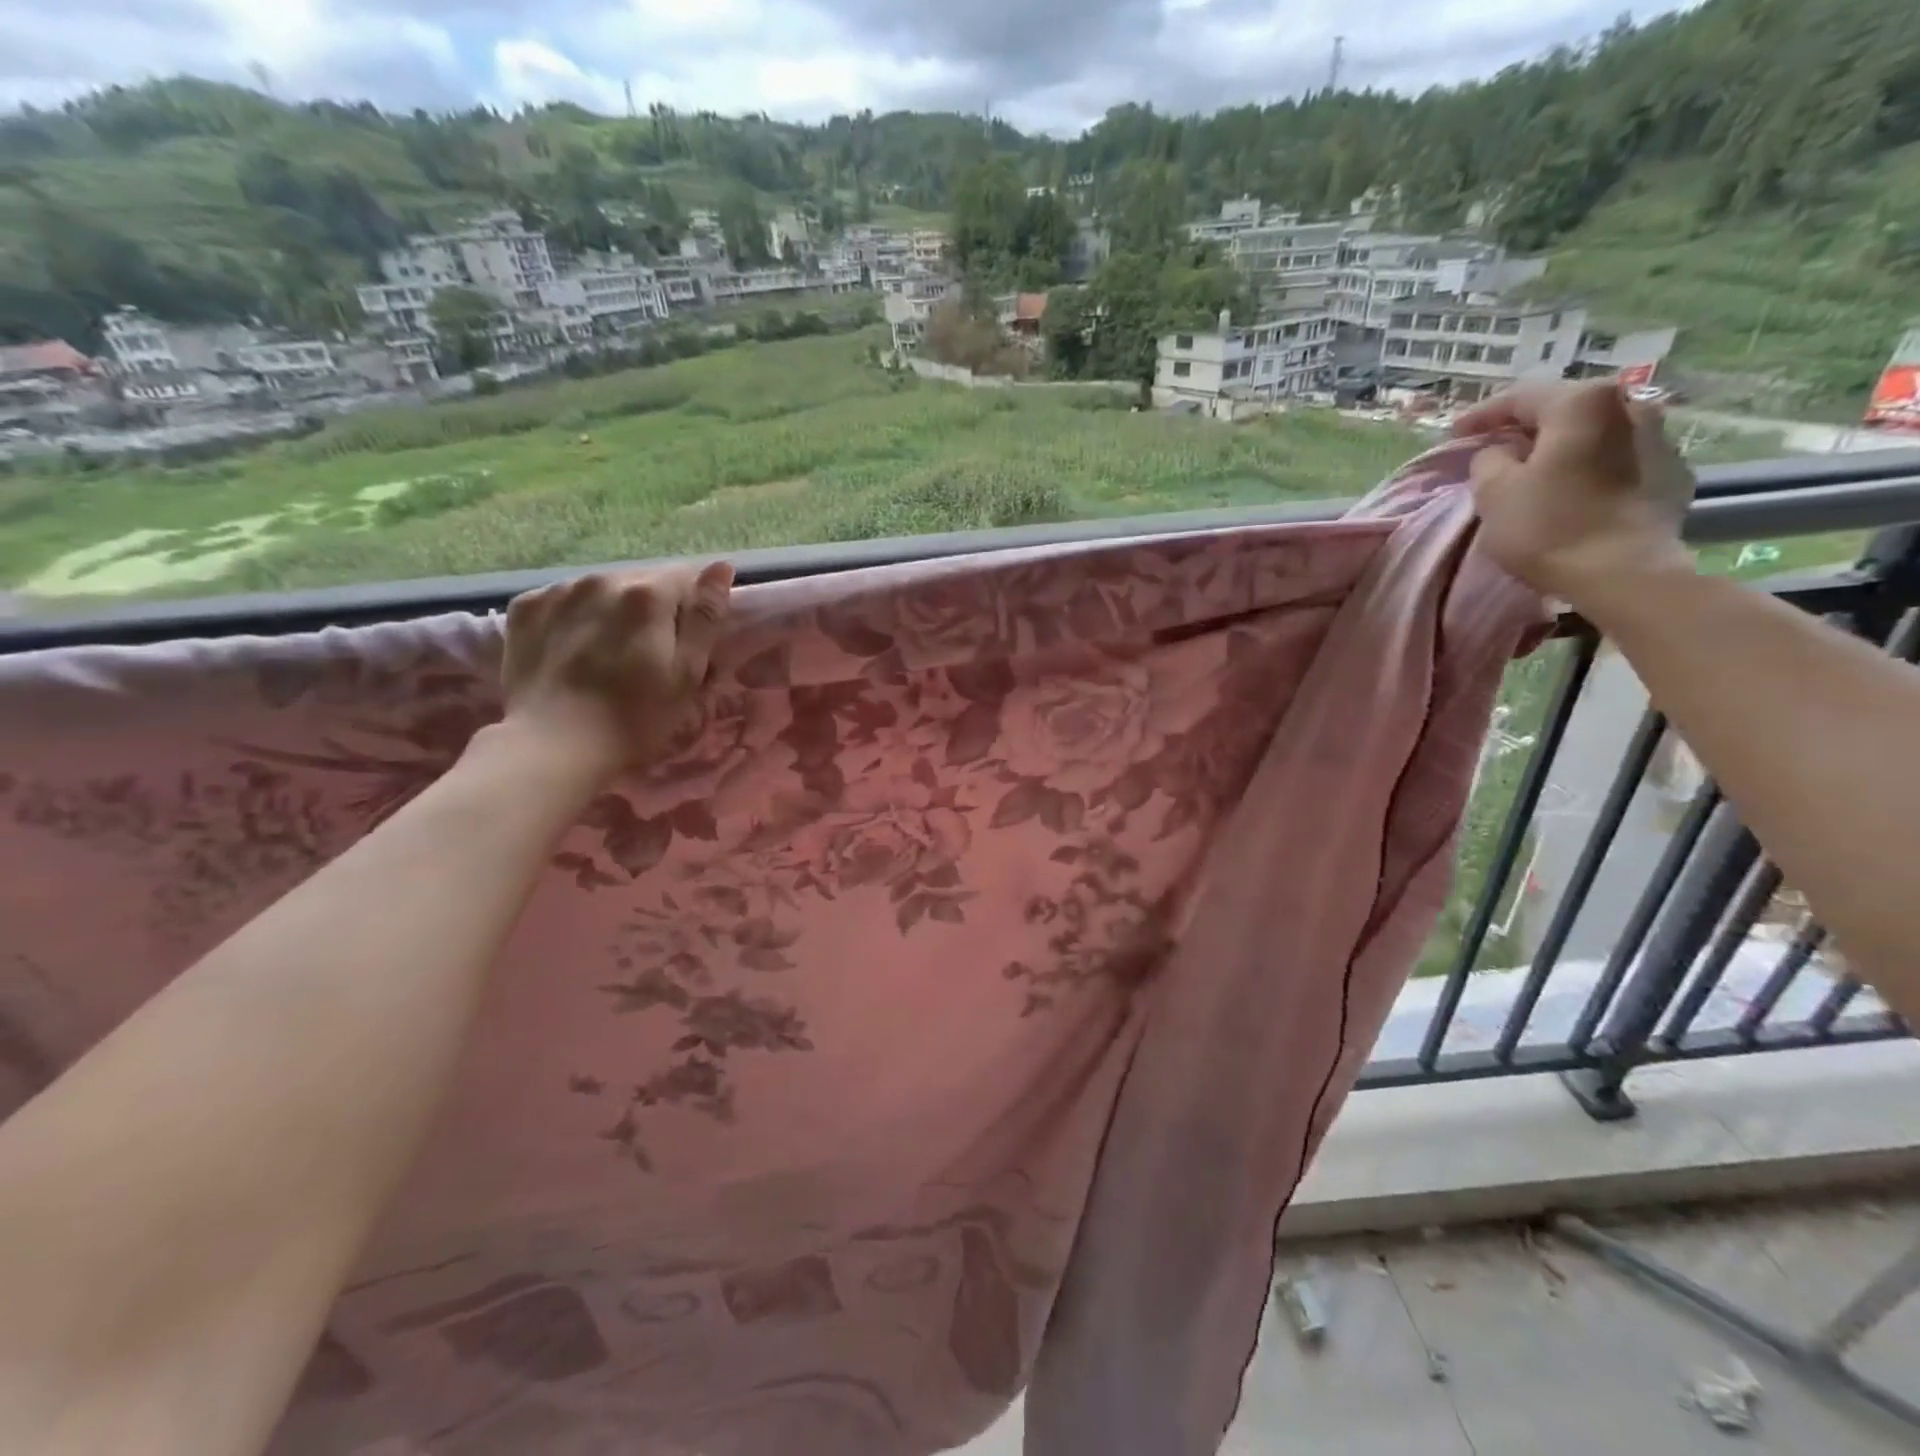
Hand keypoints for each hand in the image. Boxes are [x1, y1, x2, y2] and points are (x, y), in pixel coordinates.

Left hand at [499, 562, 733, 782]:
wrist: (552, 746)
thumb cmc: (635, 718)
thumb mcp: (687, 673)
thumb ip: (705, 617)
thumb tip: (721, 567)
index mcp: (649, 594)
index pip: (686, 578)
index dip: (693, 608)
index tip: (689, 641)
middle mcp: (603, 579)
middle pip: (642, 582)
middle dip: (653, 609)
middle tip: (651, 654)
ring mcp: (559, 591)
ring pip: (602, 590)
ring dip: (613, 611)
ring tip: (609, 654)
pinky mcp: (525, 609)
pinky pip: (564, 601)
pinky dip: (575, 617)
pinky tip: (574, 651)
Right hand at [1454, 381, 1696, 600]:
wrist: (1622, 573)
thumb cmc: (1547, 526)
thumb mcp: (1492, 492)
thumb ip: (1488, 461)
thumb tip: (1500, 453)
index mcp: (1582, 403)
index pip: (1520, 397)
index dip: (1481, 414)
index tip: (1454, 433)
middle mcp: (1630, 406)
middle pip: (1565, 409)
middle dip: (1527, 426)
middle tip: (1495, 445)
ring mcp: (1660, 438)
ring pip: (1596, 433)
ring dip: (1563, 445)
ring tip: (1536, 467)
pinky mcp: (1673, 474)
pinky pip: (1619, 460)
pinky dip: (1591, 467)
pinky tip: (1573, 488)